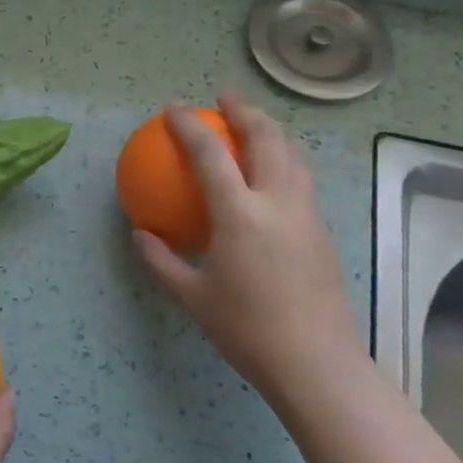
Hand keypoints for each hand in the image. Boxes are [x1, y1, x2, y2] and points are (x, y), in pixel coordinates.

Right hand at [133, 94, 359, 399]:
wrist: (317, 364)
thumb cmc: (247, 329)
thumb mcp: (191, 297)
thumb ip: (161, 260)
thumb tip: (140, 233)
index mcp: (241, 214)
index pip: (210, 154)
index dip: (189, 125)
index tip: (173, 109)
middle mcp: (278, 202)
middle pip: (267, 138)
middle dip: (245, 110)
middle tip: (224, 99)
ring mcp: (306, 215)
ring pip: (293, 155)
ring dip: (271, 131)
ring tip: (252, 126)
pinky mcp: (322, 231)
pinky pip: (302, 179)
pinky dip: (284, 160)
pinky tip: (271, 176)